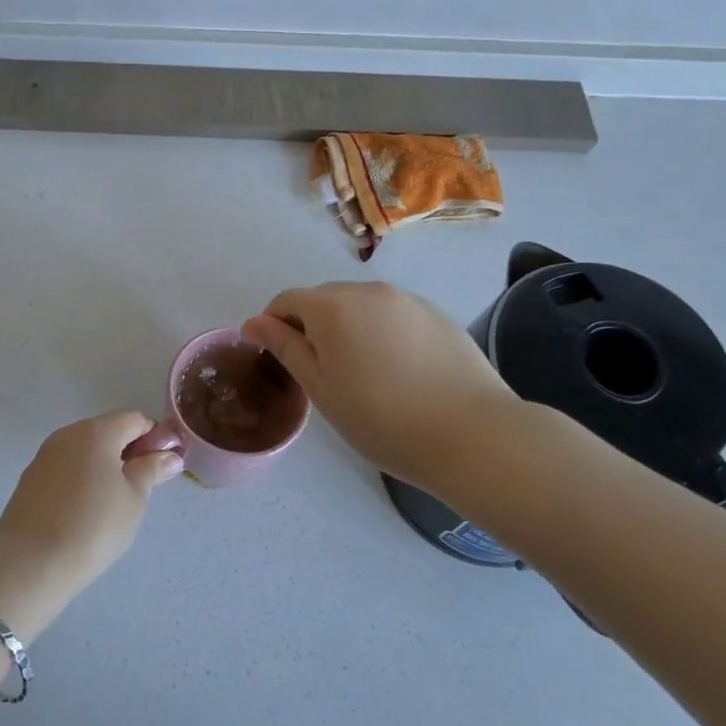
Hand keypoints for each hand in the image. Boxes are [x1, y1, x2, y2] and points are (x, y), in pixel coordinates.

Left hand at [0, 411, 182, 600]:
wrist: (30, 563)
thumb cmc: (93, 526)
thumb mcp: (134, 499)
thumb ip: (152, 470)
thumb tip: (170, 455)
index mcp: (97, 431)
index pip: (136, 419)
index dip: (155, 438)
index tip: (163, 466)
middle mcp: (69, 433)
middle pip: (108, 430)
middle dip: (129, 451)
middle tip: (142, 487)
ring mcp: (45, 454)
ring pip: (85, 449)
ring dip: (104, 464)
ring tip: (113, 502)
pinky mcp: (31, 477)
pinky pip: (66, 466)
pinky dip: (81, 477)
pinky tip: (84, 509)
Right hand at [242, 281, 515, 491]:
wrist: (472, 435)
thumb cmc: (382, 419)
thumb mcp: (322, 388)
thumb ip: (285, 348)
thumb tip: (253, 322)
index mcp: (332, 306)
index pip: (286, 301)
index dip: (273, 326)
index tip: (277, 359)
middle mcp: (369, 291)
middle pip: (324, 300)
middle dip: (312, 327)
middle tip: (322, 373)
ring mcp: (408, 300)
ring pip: (361, 307)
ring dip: (349, 329)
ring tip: (363, 374)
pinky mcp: (437, 315)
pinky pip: (394, 316)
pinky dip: (383, 333)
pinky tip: (399, 372)